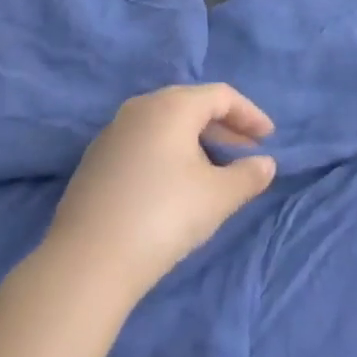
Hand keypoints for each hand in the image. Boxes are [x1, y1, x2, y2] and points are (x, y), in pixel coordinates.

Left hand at [45, 83, 277, 304]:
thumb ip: (247, 176)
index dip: (249, 114)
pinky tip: (175, 184)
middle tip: (248, 152)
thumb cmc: (163, 216)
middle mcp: (141, 106)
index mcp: (172, 104)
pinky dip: (168, 152)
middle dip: (224, 127)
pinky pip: (144, 141)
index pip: (221, 95)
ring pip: (166, 124)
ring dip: (196, 141)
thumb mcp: (216, 198)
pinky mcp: (97, 158)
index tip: (269, 138)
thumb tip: (267, 164)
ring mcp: (114, 131)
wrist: (87, 261)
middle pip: (192, 105)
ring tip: (215, 169)